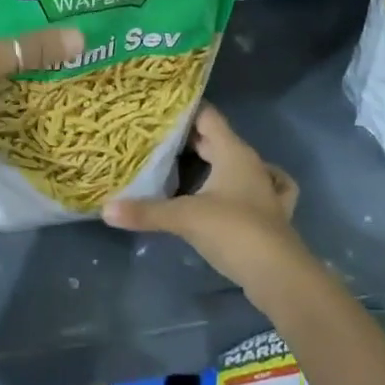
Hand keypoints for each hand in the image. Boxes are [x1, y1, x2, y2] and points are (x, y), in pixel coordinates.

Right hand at [102, 104, 307, 295]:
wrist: (280, 276)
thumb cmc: (234, 231)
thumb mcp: (184, 217)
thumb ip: (145, 211)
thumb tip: (105, 209)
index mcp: (233, 152)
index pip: (208, 116)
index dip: (185, 109)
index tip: (158, 108)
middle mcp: (251, 164)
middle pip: (219, 139)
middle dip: (191, 137)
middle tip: (156, 136)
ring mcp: (263, 190)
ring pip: (236, 164)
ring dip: (215, 160)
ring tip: (186, 161)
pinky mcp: (268, 215)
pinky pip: (252, 190)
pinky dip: (239, 187)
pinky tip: (231, 193)